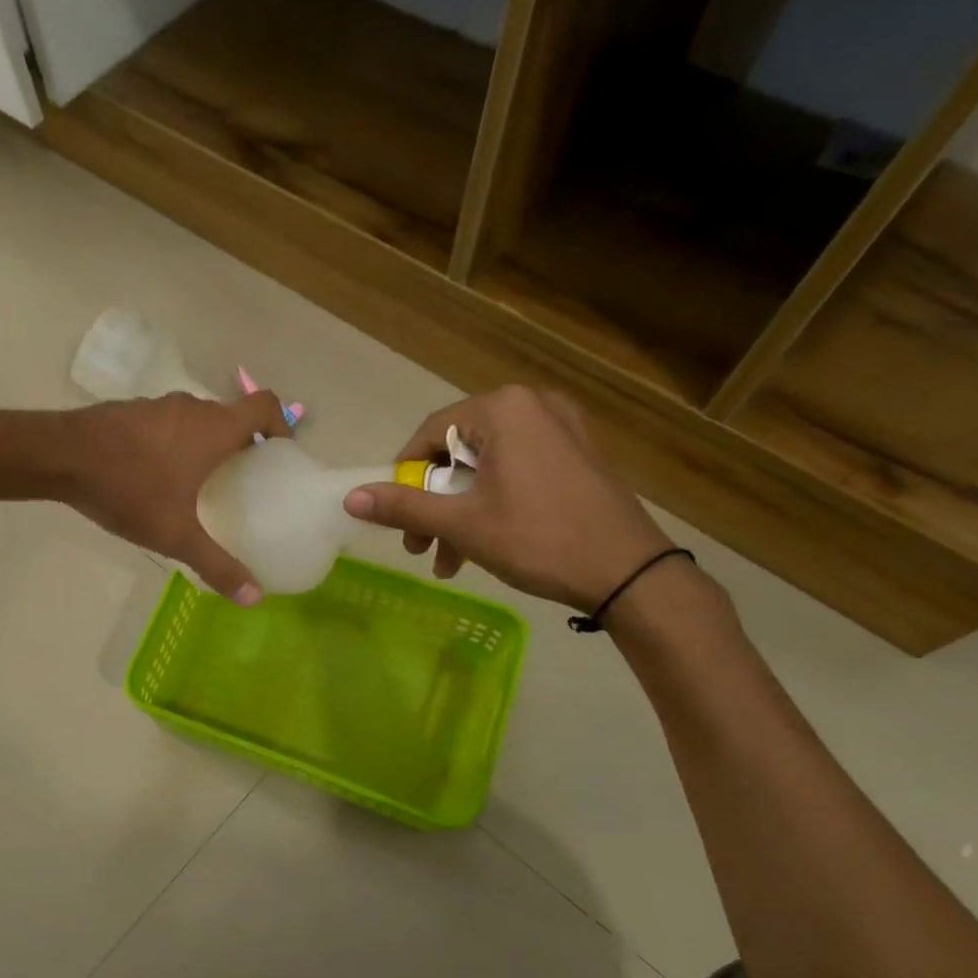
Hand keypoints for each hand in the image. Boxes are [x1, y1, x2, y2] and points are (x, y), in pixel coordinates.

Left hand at [58, 390, 290, 603]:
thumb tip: (254, 598)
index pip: (264, 406)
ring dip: (208, 444)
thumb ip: (216, 564)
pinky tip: (159, 477)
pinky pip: (168, 424)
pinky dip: (177, 442)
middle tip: (246, 481)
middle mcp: (191, 408)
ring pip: (197, 420)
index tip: (281, 454)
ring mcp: (158, 406)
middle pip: (232, 416)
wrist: (59, 456)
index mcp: (214, 429)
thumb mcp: (175, 534)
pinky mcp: (131, 412)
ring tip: (203, 483)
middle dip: (245, 444)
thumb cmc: (128, 489)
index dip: (281, 424)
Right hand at [342, 385, 673, 610]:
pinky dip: (491, 504)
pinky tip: (481, 547)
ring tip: (448, 560)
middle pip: (458, 453)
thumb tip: (350, 499)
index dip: (404, 477)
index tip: (395, 516)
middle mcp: (532, 405)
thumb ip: (403, 507)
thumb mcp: (462, 524)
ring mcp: (560, 428)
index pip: (430, 433)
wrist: (628, 572)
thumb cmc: (538, 538)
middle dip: (433, 504)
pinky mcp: (576, 454)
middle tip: (419, 545)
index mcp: (503, 409)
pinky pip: (515, 471)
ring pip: (485, 467)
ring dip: (458, 513)